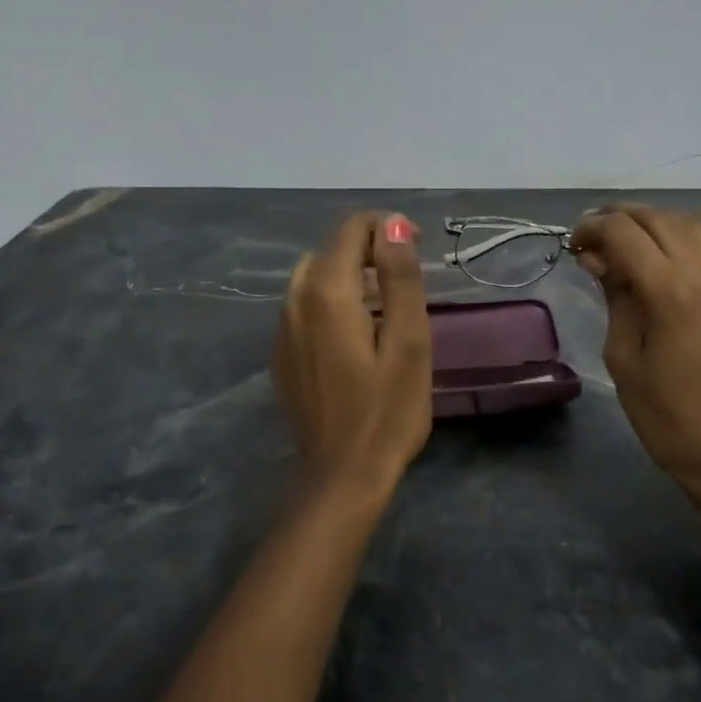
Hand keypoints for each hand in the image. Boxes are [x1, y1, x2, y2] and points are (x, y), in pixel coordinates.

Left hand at [272, 211, 432, 495]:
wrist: (342, 476)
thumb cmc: (387, 411)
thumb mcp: (409, 341)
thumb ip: (399, 277)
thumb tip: (393, 224)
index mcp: (326, 291)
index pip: (351, 228)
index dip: (388, 226)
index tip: (419, 246)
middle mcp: (294, 300)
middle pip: (330, 249)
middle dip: (369, 248)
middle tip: (406, 275)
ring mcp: (282, 329)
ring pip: (313, 276)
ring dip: (349, 274)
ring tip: (385, 301)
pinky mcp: (281, 354)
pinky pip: (303, 306)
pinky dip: (331, 300)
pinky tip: (356, 332)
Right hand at [572, 204, 700, 507]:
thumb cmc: (665, 414)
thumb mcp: (623, 357)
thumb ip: (615, 298)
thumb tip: (598, 258)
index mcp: (666, 290)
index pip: (622, 233)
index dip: (591, 229)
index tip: (573, 244)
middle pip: (657, 220)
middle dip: (619, 219)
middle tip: (594, 238)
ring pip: (694, 225)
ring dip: (659, 220)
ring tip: (633, 234)